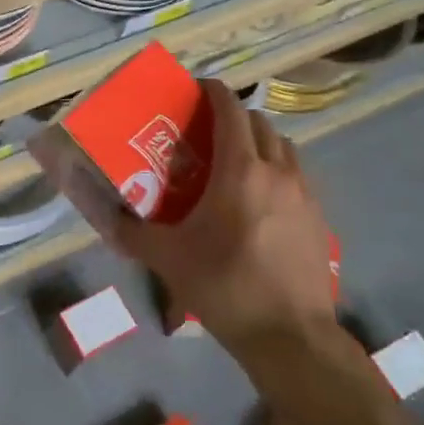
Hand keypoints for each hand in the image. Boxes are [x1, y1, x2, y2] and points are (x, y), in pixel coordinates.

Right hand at [94, 81, 336, 351]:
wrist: (290, 335)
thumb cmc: (224, 287)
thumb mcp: (167, 259)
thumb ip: (131, 232)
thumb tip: (104, 215)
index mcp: (240, 170)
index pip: (230, 110)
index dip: (213, 92)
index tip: (196, 89)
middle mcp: (277, 171)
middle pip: (260, 123)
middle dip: (235, 117)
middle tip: (208, 132)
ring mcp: (305, 194)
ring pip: (283, 147)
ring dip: (260, 142)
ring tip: (236, 161)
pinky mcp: (319, 218)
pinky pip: (297, 175)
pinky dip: (277, 170)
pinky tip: (260, 200)